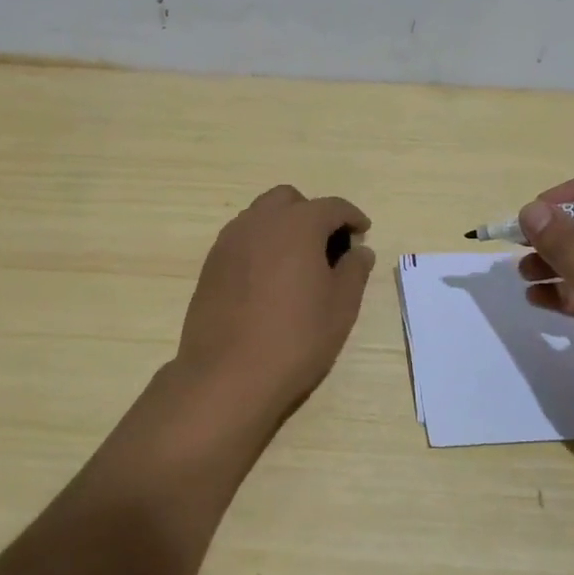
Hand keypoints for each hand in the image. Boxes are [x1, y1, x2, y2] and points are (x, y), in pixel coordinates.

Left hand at [173, 184, 375, 431]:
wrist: (227, 374)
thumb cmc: (295, 339)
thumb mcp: (341, 307)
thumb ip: (354, 271)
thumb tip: (360, 251)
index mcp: (297, 225)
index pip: (332, 207)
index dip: (352, 217)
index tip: (362, 232)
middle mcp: (260, 222)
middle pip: (289, 200)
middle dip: (312, 213)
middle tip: (327, 245)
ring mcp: (229, 241)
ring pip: (260, 216)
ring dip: (283, 226)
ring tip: (297, 262)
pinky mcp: (210, 264)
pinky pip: (241, 239)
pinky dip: (260, 245)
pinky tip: (268, 279)